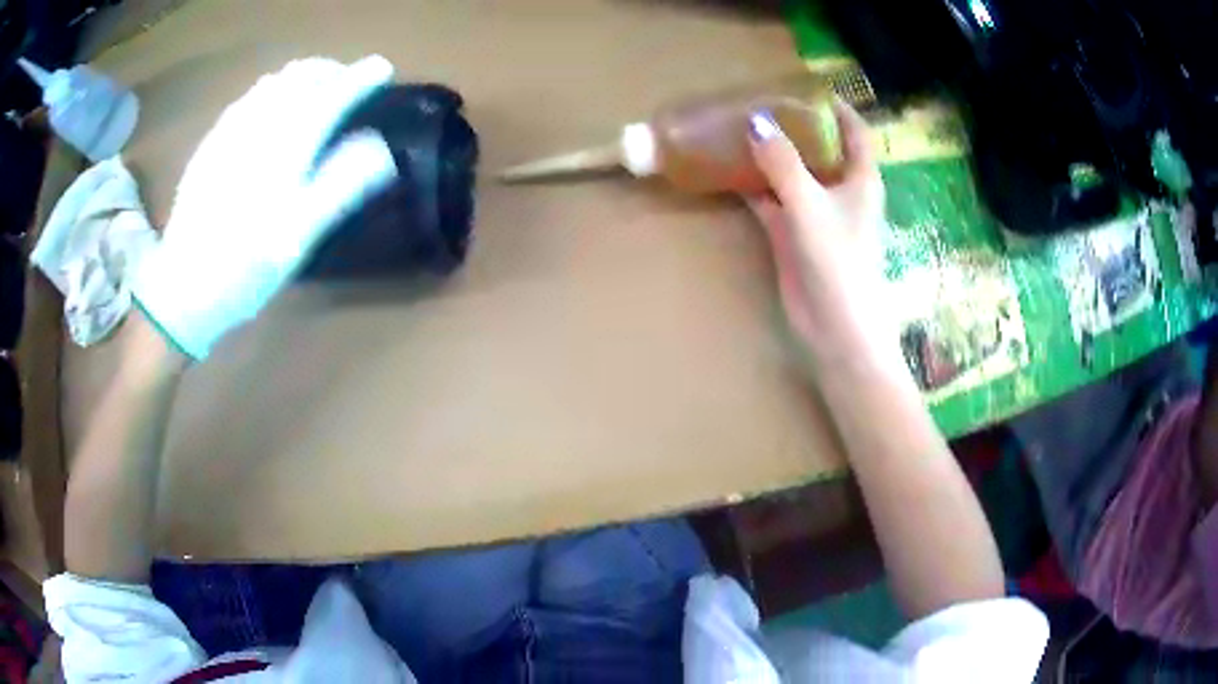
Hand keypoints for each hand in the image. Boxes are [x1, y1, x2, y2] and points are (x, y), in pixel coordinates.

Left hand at [132, 55, 398, 359]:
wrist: (181, 287)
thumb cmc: (244, 267)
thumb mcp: (299, 235)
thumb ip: (341, 185)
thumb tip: (381, 147)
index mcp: (285, 146)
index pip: (331, 95)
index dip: (360, 78)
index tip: (382, 68)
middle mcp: (257, 125)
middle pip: (300, 77)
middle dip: (331, 70)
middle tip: (350, 79)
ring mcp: (229, 131)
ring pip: (271, 82)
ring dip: (301, 75)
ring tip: (316, 86)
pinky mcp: (210, 143)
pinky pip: (247, 99)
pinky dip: (271, 90)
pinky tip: (271, 106)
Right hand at [745, 103, 893, 365]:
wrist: (835, 328)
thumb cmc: (839, 262)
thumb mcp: (810, 205)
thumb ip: (783, 162)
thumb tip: (756, 121)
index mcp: (860, 179)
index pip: (855, 132)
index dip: (838, 108)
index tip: (809, 88)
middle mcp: (840, 190)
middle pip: (819, 147)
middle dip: (794, 126)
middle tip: (760, 102)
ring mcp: (815, 212)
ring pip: (791, 172)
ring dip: (769, 154)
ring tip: (738, 127)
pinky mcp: (792, 233)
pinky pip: (770, 199)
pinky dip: (752, 185)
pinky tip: (727, 169)